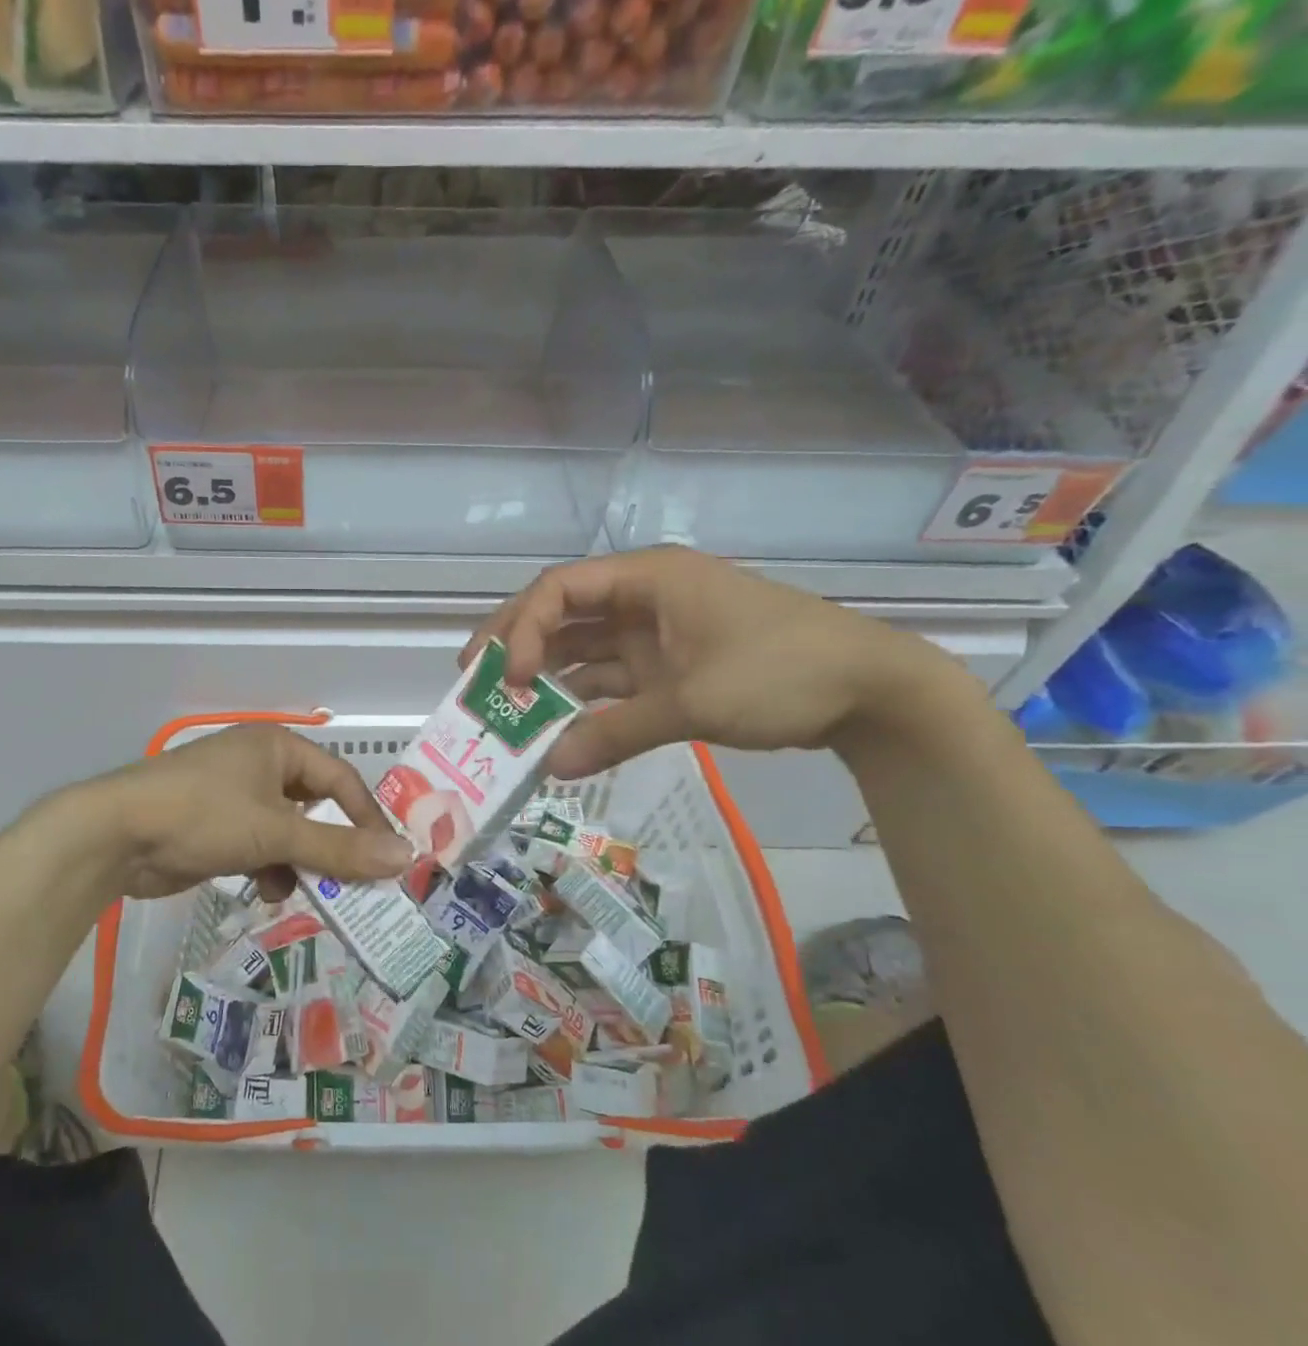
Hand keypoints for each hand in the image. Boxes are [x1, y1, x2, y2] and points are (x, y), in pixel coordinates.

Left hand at [81, 724, 414, 901]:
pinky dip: (268, 868)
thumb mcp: (277, 832)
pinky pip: (259, 846)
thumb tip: (405, 856)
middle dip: (331, 846)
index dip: (367, 818)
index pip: (340, 778)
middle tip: (356, 883)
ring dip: (299, 862)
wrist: (116, 836)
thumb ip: (340, 848)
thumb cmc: (203, 816)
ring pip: (287, 831)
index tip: (388, 858)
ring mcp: (234, 797)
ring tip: (309, 893)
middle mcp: (259, 765)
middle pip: (314, 806)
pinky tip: (267, 892)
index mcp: (277, 747)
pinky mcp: (215, 827)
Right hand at [465, 547, 957, 778]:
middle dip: (518, 644)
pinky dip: (583, 701)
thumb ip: (616, 732)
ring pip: (583, 648)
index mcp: (648, 579)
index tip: (511, 677)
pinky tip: (556, 727)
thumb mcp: (694, 701)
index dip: (524, 627)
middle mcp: (643, 598)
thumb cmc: (781, 672)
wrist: (870, 691)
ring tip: (505, 710)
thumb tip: (550, 767)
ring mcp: (655, 633)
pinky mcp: (668, 667)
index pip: (561, 588)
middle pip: (562, 613)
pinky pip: (610, 679)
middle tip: (475, 681)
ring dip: (548, 677)